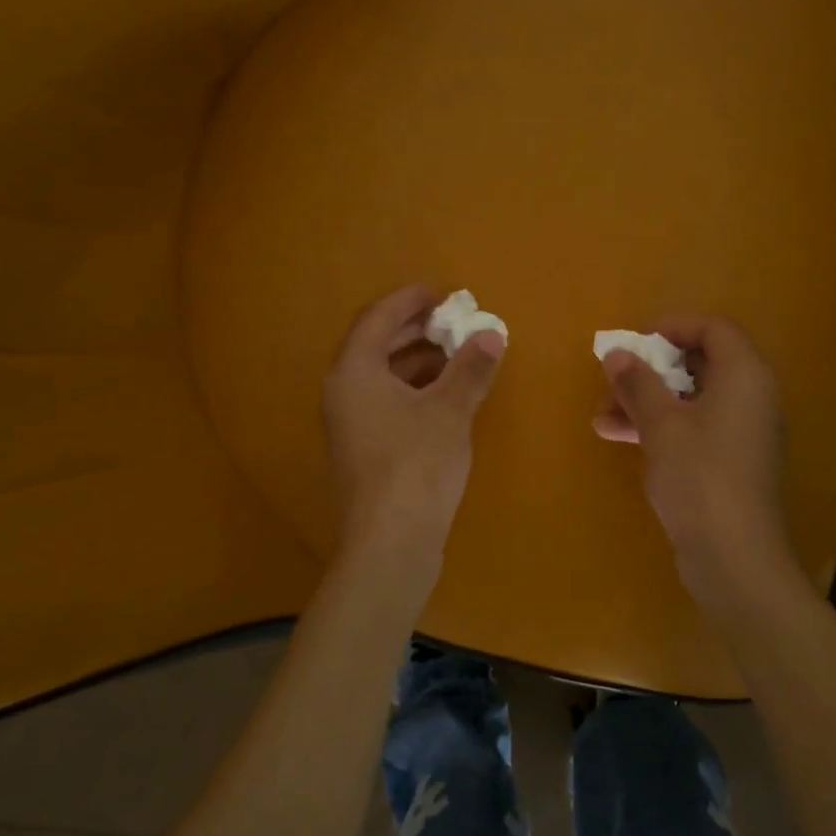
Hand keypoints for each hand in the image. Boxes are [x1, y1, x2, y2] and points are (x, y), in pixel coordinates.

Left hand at [324, 284, 504, 560]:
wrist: (390, 542)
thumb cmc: (416, 464)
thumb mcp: (450, 410)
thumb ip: (470, 368)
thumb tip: (491, 333)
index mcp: (354, 372)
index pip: (378, 319)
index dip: (410, 300)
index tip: (443, 292)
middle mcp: (344, 393)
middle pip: (378, 346)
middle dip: (417, 330)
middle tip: (454, 320)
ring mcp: (351, 425)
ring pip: (384, 377)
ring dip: (420, 362)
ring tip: (459, 355)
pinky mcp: (365, 451)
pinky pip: (389, 403)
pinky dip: (416, 391)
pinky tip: (448, 397)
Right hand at [593, 316, 795, 594]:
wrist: (735, 557)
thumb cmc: (700, 477)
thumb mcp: (662, 424)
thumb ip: (638, 383)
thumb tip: (617, 354)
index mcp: (744, 377)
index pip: (714, 329)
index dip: (673, 327)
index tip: (635, 340)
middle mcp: (750, 399)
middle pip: (700, 364)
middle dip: (650, 370)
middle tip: (613, 379)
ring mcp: (741, 434)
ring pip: (690, 400)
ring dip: (646, 402)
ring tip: (602, 415)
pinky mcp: (729, 464)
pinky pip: (693, 430)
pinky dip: (659, 428)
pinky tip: (618, 437)